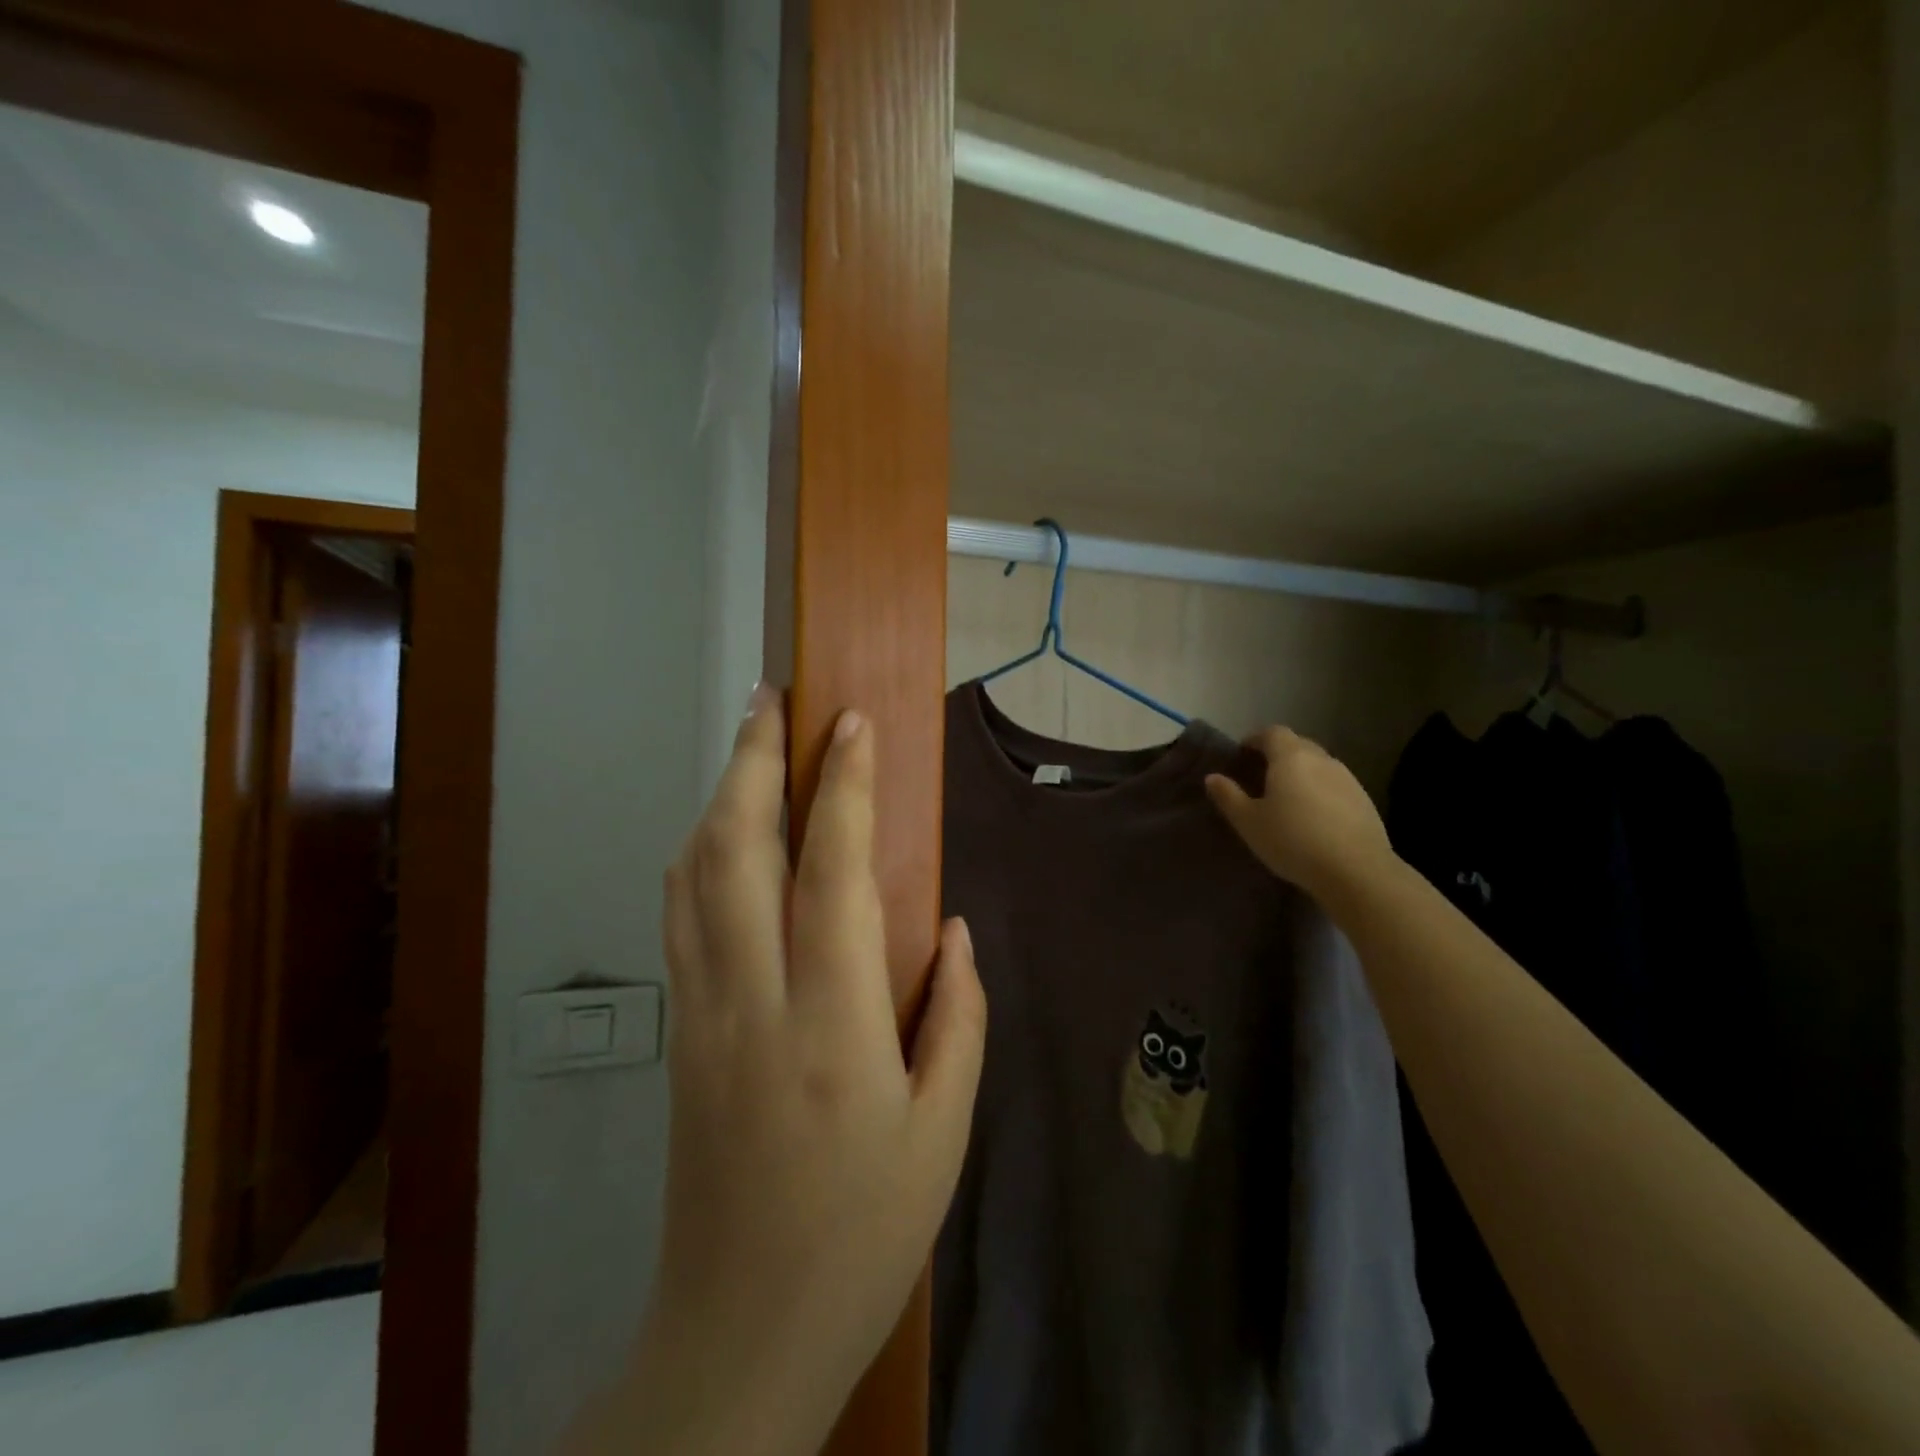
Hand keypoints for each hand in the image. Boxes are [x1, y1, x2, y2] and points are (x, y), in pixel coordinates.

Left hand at [614, 687, 985, 1455]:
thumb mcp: (944, 1131)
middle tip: (773, 700)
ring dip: (718, 798)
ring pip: (691, 875)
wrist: (740, 1333)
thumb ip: (957, 1015)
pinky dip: (697, 854)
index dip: (842, 788)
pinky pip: (680, 917)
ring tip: (749, 748)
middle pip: (733, 851)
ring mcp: (700, 1014)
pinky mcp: (679, 1033)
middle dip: (751, 762)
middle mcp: (751, 1001)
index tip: (853, 724)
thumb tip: (950, 925)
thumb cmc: (864, 1232)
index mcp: (830, 1025)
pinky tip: (719, 833)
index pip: (830, 873)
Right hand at [1205, 725, 1395, 906]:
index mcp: (1290, 757)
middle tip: (1261, 776)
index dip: (1255, 739)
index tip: (1242, 754)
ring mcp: (1347, 778)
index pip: (1272, 732)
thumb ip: (1229, 796)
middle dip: (1278, 754)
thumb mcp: (1249, 822)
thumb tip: (1212, 777)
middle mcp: (1321, 759)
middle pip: (1297, 745)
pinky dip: (1320, 790)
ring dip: (1301, 773)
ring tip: (1288, 798)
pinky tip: (1314, 816)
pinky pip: (1335, 784)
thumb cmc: (1293, 841)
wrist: (1356, 871)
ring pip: (1318, 765)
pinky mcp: (1364, 800)